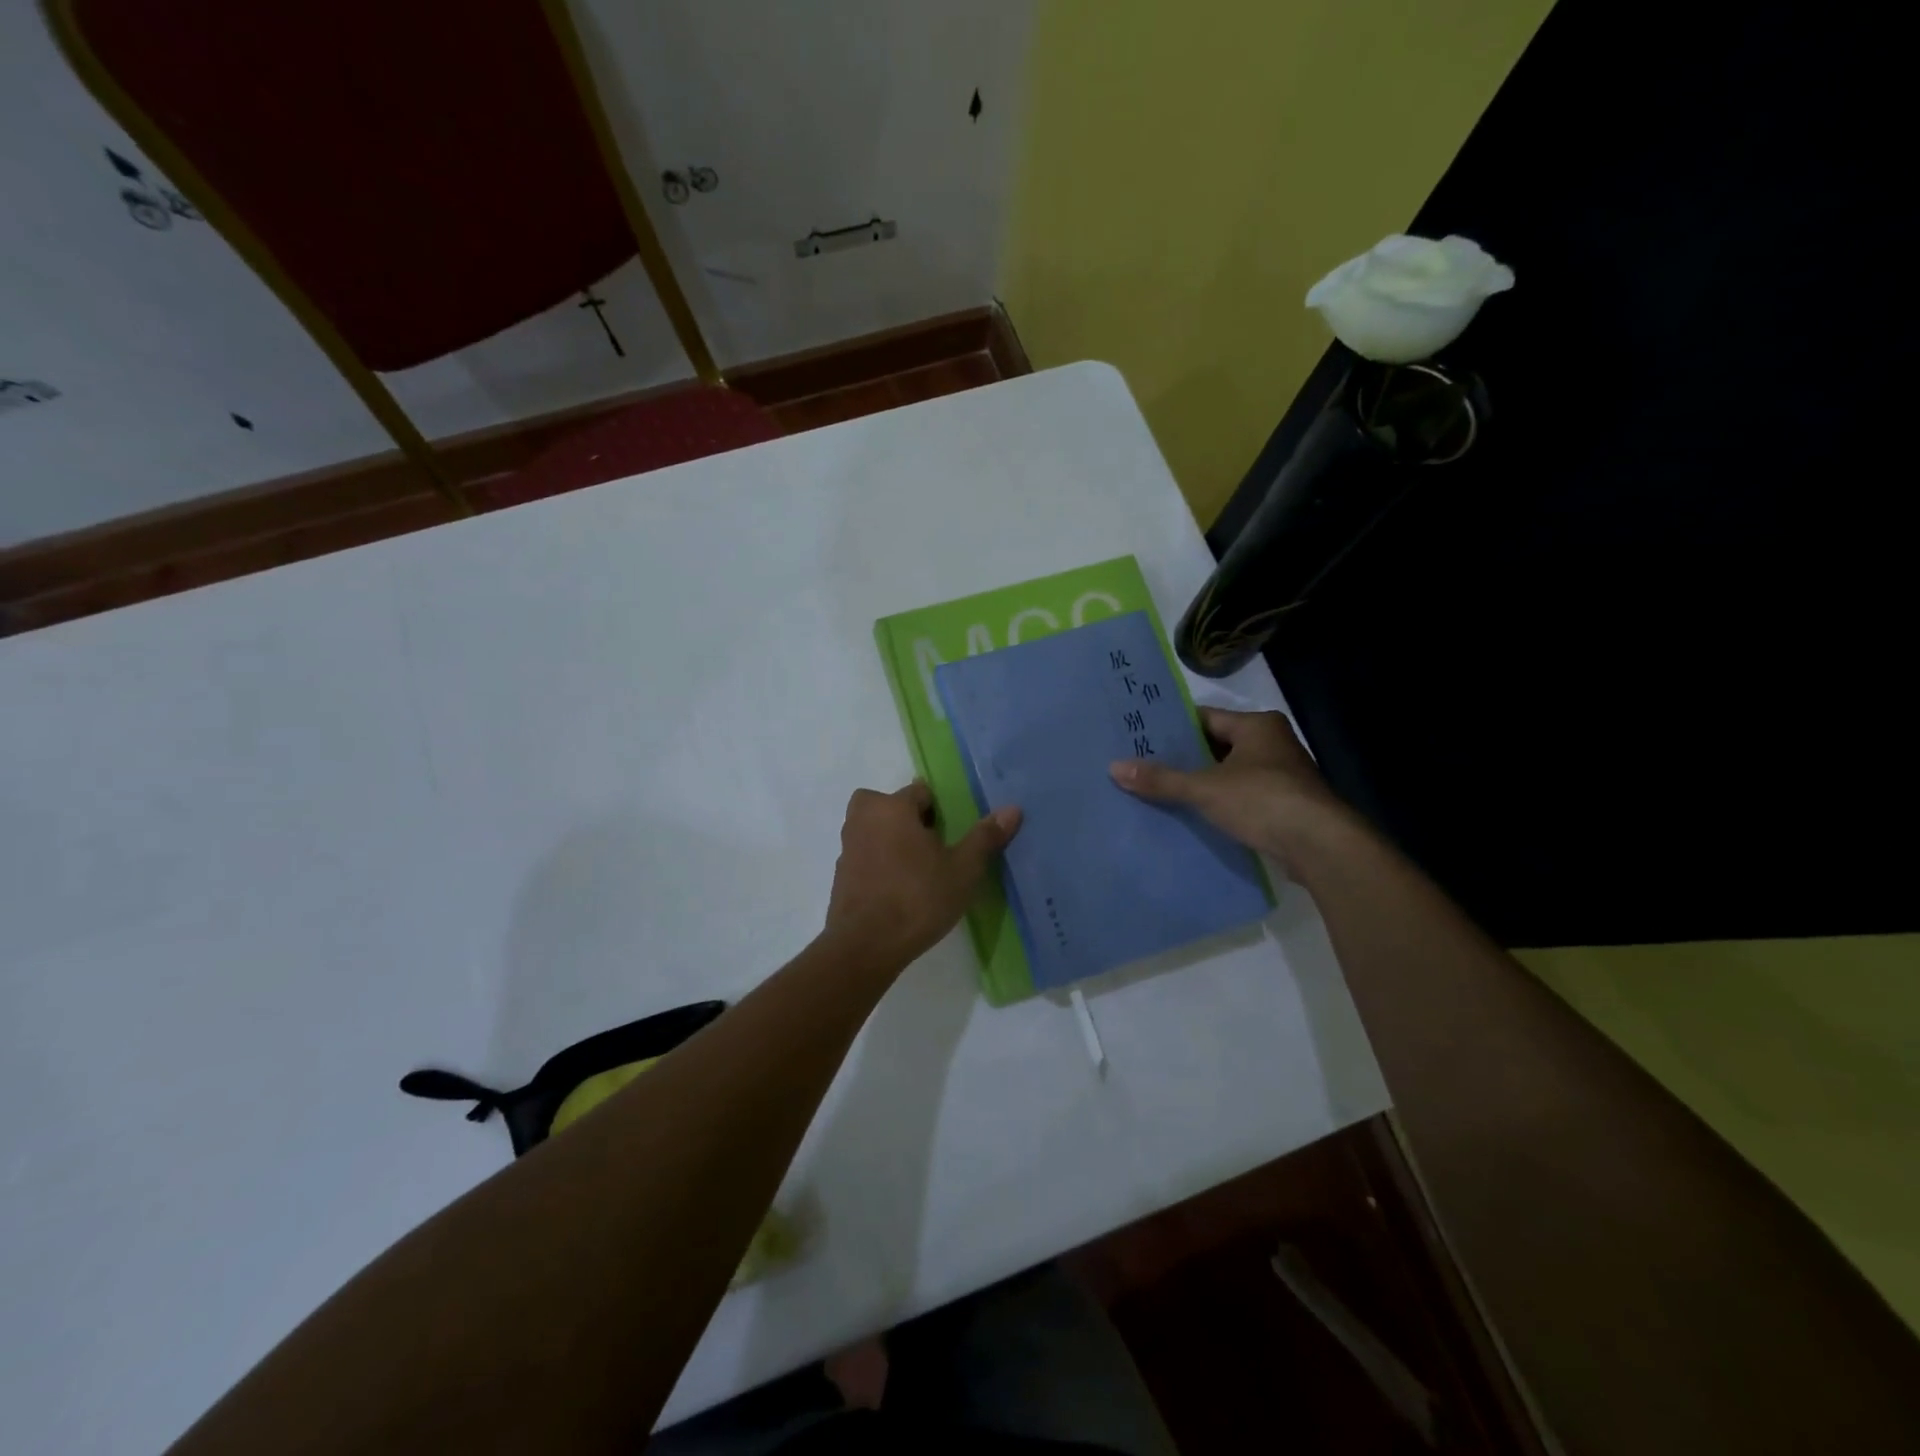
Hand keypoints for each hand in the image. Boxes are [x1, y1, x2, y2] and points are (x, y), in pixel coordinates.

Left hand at [822, 782, 1021, 973]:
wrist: (866, 945)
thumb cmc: (918, 898)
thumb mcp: (963, 870)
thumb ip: (985, 837)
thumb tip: (1012, 808)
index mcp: (891, 808)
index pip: (918, 791)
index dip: (937, 809)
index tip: (950, 833)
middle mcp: (863, 819)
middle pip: (886, 805)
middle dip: (905, 817)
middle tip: (929, 844)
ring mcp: (848, 848)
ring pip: (872, 830)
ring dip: (890, 840)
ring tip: (917, 869)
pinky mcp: (840, 876)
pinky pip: (864, 857)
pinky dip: (878, 864)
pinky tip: (898, 890)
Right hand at [1109, 709, 1348, 871]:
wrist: (1320, 846)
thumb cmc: (1263, 800)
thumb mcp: (1205, 788)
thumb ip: (1162, 779)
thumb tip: (1115, 768)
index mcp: (1257, 726)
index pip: (1205, 717)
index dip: (1173, 727)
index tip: (1142, 736)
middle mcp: (1272, 743)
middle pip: (1216, 745)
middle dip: (1184, 757)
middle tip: (1143, 763)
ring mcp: (1281, 775)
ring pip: (1229, 773)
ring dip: (1201, 782)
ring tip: (1160, 789)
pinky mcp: (1284, 805)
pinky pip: (1241, 796)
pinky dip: (1219, 803)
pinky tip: (1192, 814)